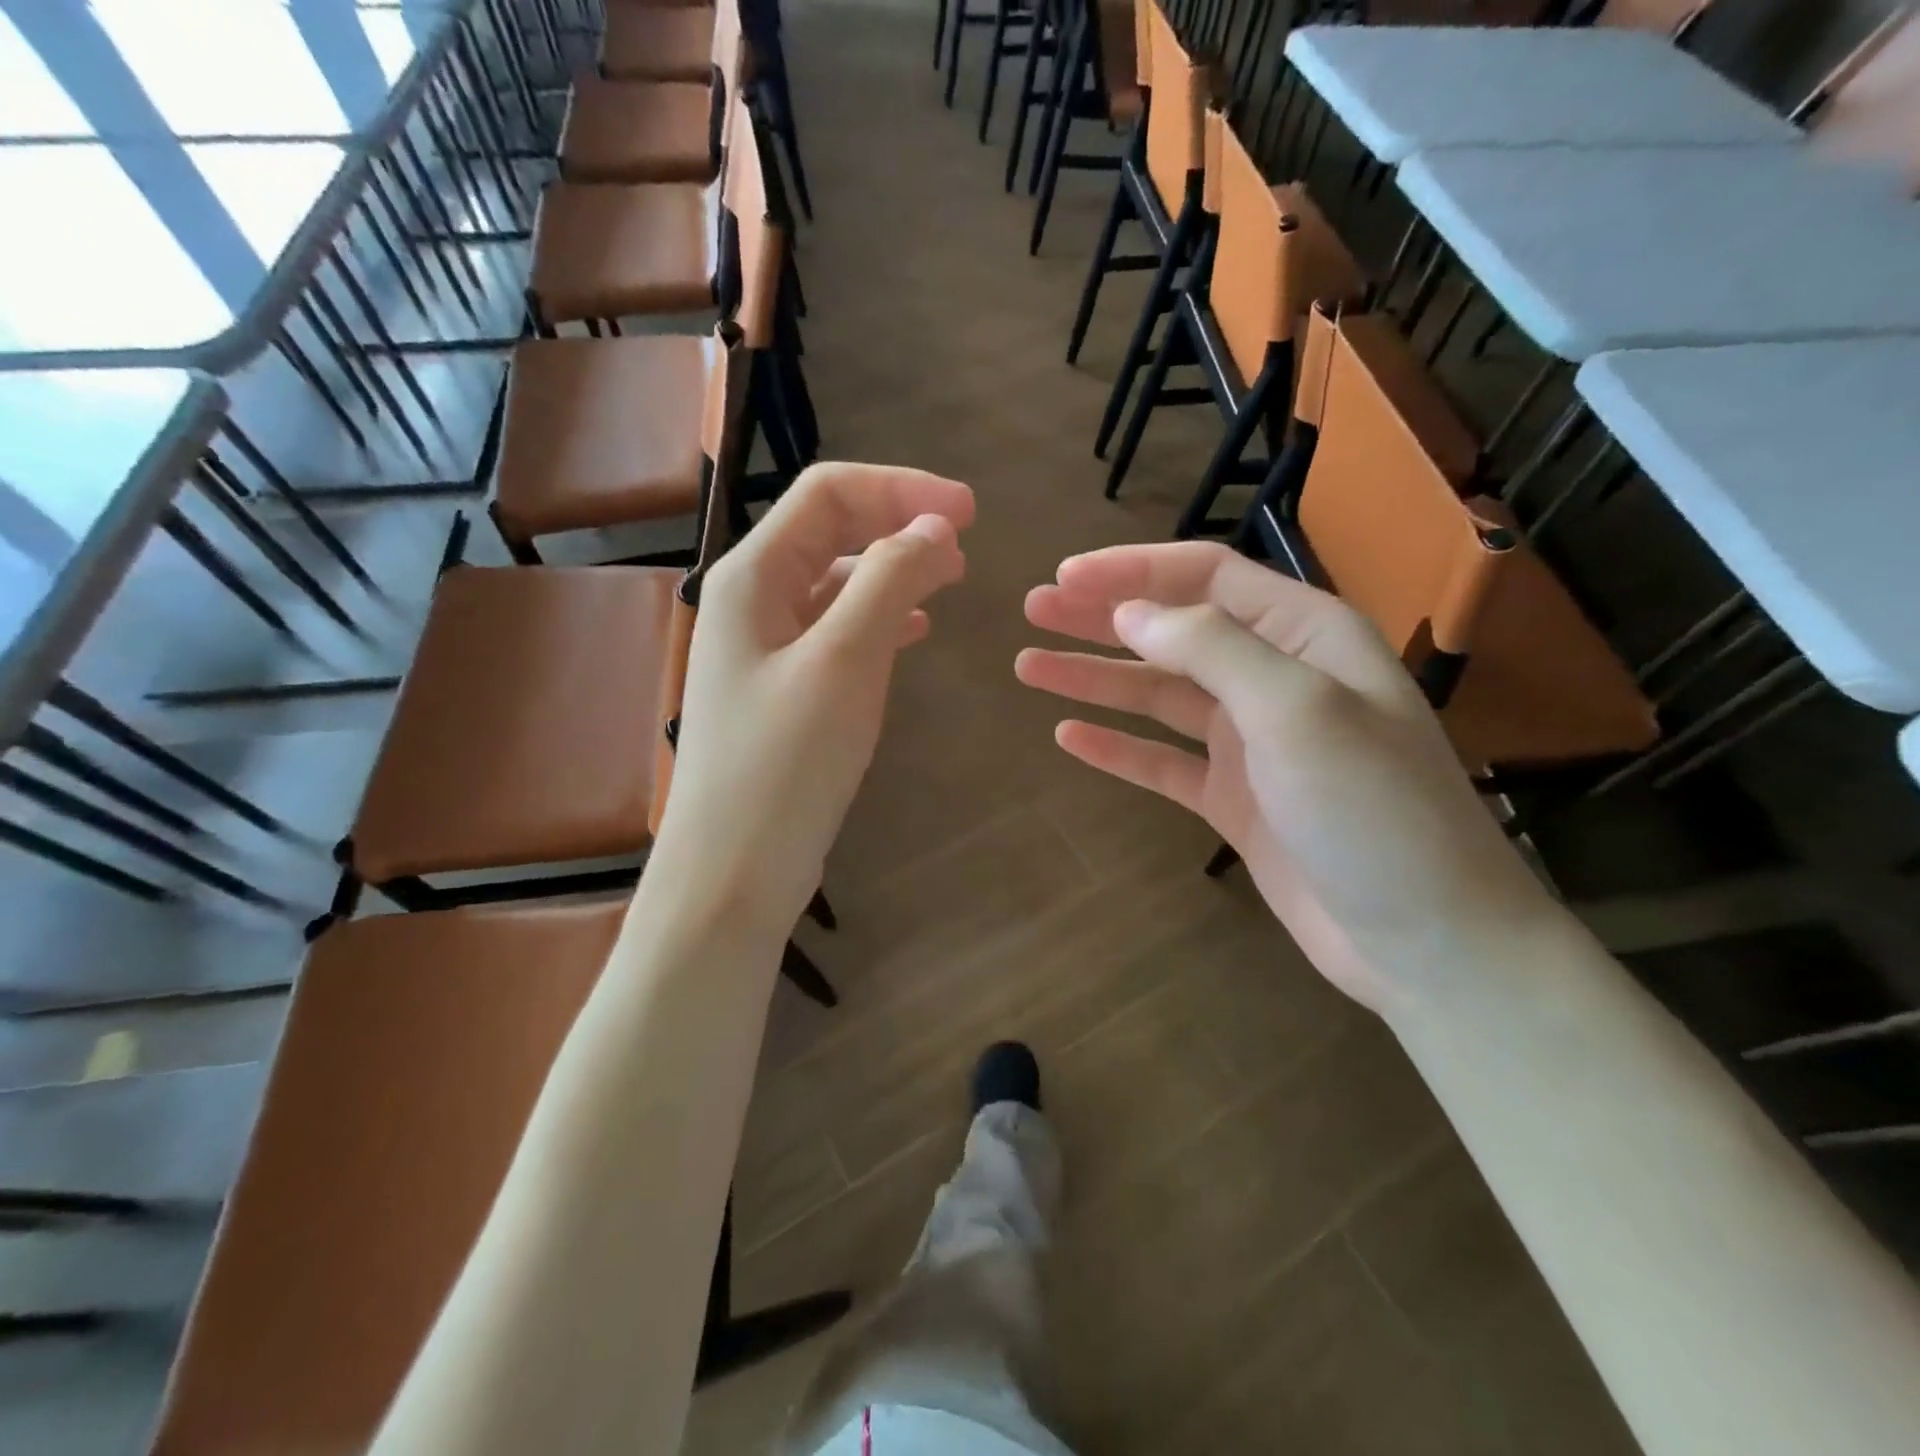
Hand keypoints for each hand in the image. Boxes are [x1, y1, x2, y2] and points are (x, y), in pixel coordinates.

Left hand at [653, 463, 973, 932]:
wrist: (734, 872)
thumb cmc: (784, 764)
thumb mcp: (845, 662)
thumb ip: (888, 581)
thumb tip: (933, 528)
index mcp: (752, 576)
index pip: (828, 494)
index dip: (901, 490)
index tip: (970, 512)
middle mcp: (752, 601)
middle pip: (830, 530)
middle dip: (899, 523)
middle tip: (966, 542)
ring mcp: (765, 649)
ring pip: (836, 582)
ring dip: (893, 569)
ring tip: (950, 578)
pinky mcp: (783, 691)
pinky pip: (836, 632)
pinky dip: (878, 618)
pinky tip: (914, 630)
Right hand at [1018, 541, 1556, 1015]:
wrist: (1424, 939)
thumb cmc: (1372, 809)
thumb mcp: (1296, 709)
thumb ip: (1211, 648)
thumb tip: (1131, 613)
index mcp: (1304, 635)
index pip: (1206, 577)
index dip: (1132, 570)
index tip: (1065, 576)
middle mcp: (1274, 678)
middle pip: (1171, 631)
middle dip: (1101, 617)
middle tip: (1033, 610)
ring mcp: (1250, 743)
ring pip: (1157, 695)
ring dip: (1095, 677)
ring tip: (1028, 665)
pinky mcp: (1232, 799)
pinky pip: (1161, 761)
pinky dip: (1117, 747)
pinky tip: (1068, 736)